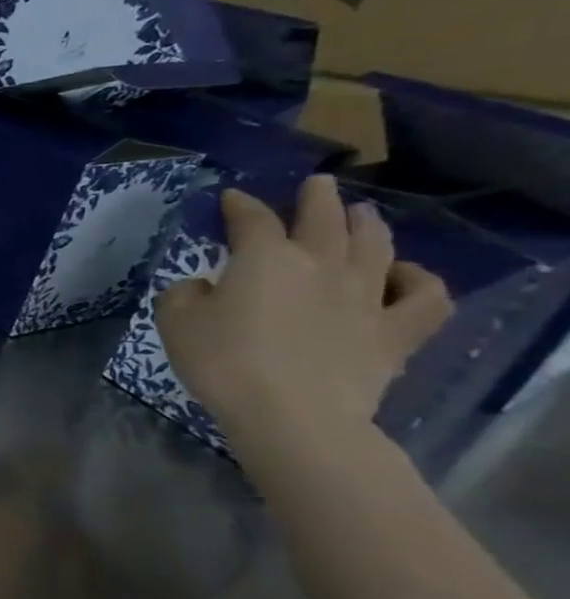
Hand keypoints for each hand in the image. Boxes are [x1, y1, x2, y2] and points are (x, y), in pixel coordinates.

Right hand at [155, 175, 452, 447]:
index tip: (230, 198)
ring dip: (368, 224)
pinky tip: (404, 275)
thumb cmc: (223, 362)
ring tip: (362, 214)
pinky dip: (418, 280)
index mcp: (265, 258)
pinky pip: (424, 297)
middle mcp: (320, 264)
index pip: (251, 218)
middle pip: (324, 218)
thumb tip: (204, 287)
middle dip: (317, 197)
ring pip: (376, 245)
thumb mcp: (175, 322)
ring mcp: (365, 296)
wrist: (291, 414)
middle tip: (317, 184)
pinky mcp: (395, 331)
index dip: (239, 205)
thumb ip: (185, 294)